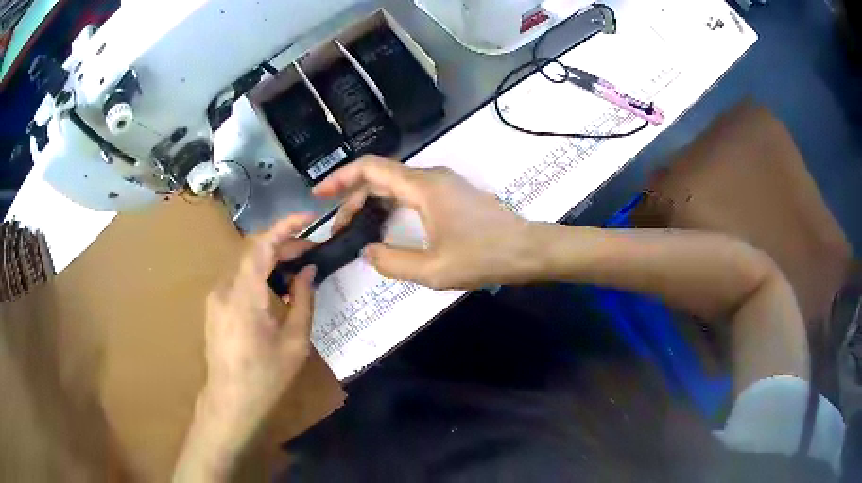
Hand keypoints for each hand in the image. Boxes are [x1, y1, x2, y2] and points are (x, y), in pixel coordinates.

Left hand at [176, 214, 316, 480]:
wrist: (231, 400)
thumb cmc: (266, 375)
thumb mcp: (294, 341)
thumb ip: (303, 300)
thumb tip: (308, 271)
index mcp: (244, 296)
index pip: (261, 245)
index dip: (284, 226)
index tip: (307, 218)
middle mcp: (224, 288)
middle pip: (252, 251)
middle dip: (282, 244)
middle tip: (310, 250)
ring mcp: (216, 296)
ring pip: (245, 263)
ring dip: (271, 259)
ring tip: (297, 267)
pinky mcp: (215, 305)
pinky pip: (238, 278)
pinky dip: (258, 273)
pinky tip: (275, 287)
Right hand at [314, 155, 536, 289]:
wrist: (526, 250)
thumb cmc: (483, 257)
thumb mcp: (433, 270)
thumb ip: (393, 262)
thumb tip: (366, 251)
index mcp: (422, 187)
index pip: (371, 168)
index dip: (340, 178)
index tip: (318, 194)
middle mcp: (430, 177)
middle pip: (379, 177)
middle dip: (353, 199)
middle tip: (339, 230)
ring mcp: (442, 184)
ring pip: (394, 185)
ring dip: (371, 204)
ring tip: (355, 231)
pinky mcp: (450, 195)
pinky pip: (410, 193)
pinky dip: (390, 207)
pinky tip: (385, 228)